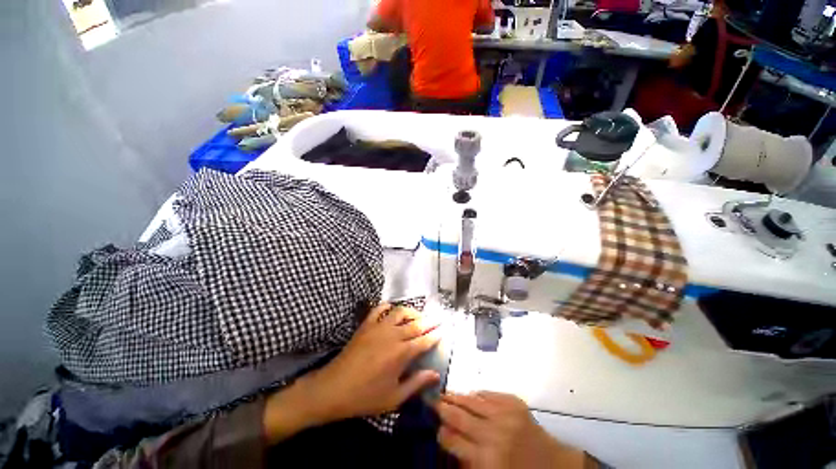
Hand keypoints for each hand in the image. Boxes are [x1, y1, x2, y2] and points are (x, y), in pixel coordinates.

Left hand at [263, 303, 440, 442]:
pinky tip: (392, 309)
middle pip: (416, 323)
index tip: (444, 330)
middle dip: (429, 320)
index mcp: (401, 354)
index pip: (424, 340)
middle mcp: (393, 335)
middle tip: (438, 318)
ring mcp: (378, 327)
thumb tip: (436, 374)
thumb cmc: (365, 397)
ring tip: (418, 316)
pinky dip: (387, 306)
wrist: (333, 389)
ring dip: (412, 311)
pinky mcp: (366, 325)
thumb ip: (416, 383)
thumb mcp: (394, 397)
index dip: (436, 334)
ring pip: (400, 312)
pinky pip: (379, 309)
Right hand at [436, 392, 579, 468]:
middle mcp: (492, 433)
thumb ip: (467, 460)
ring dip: (455, 396)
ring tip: (444, 393)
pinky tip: (468, 395)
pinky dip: (475, 394)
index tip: (435, 427)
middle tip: (431, 401)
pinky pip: (487, 393)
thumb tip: (447, 437)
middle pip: (458, 415)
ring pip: (470, 399)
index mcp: (485, 459)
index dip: (440, 432)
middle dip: (442, 408)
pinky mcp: (513, 402)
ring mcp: (503, 413)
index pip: (451, 440)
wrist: (554, 464)